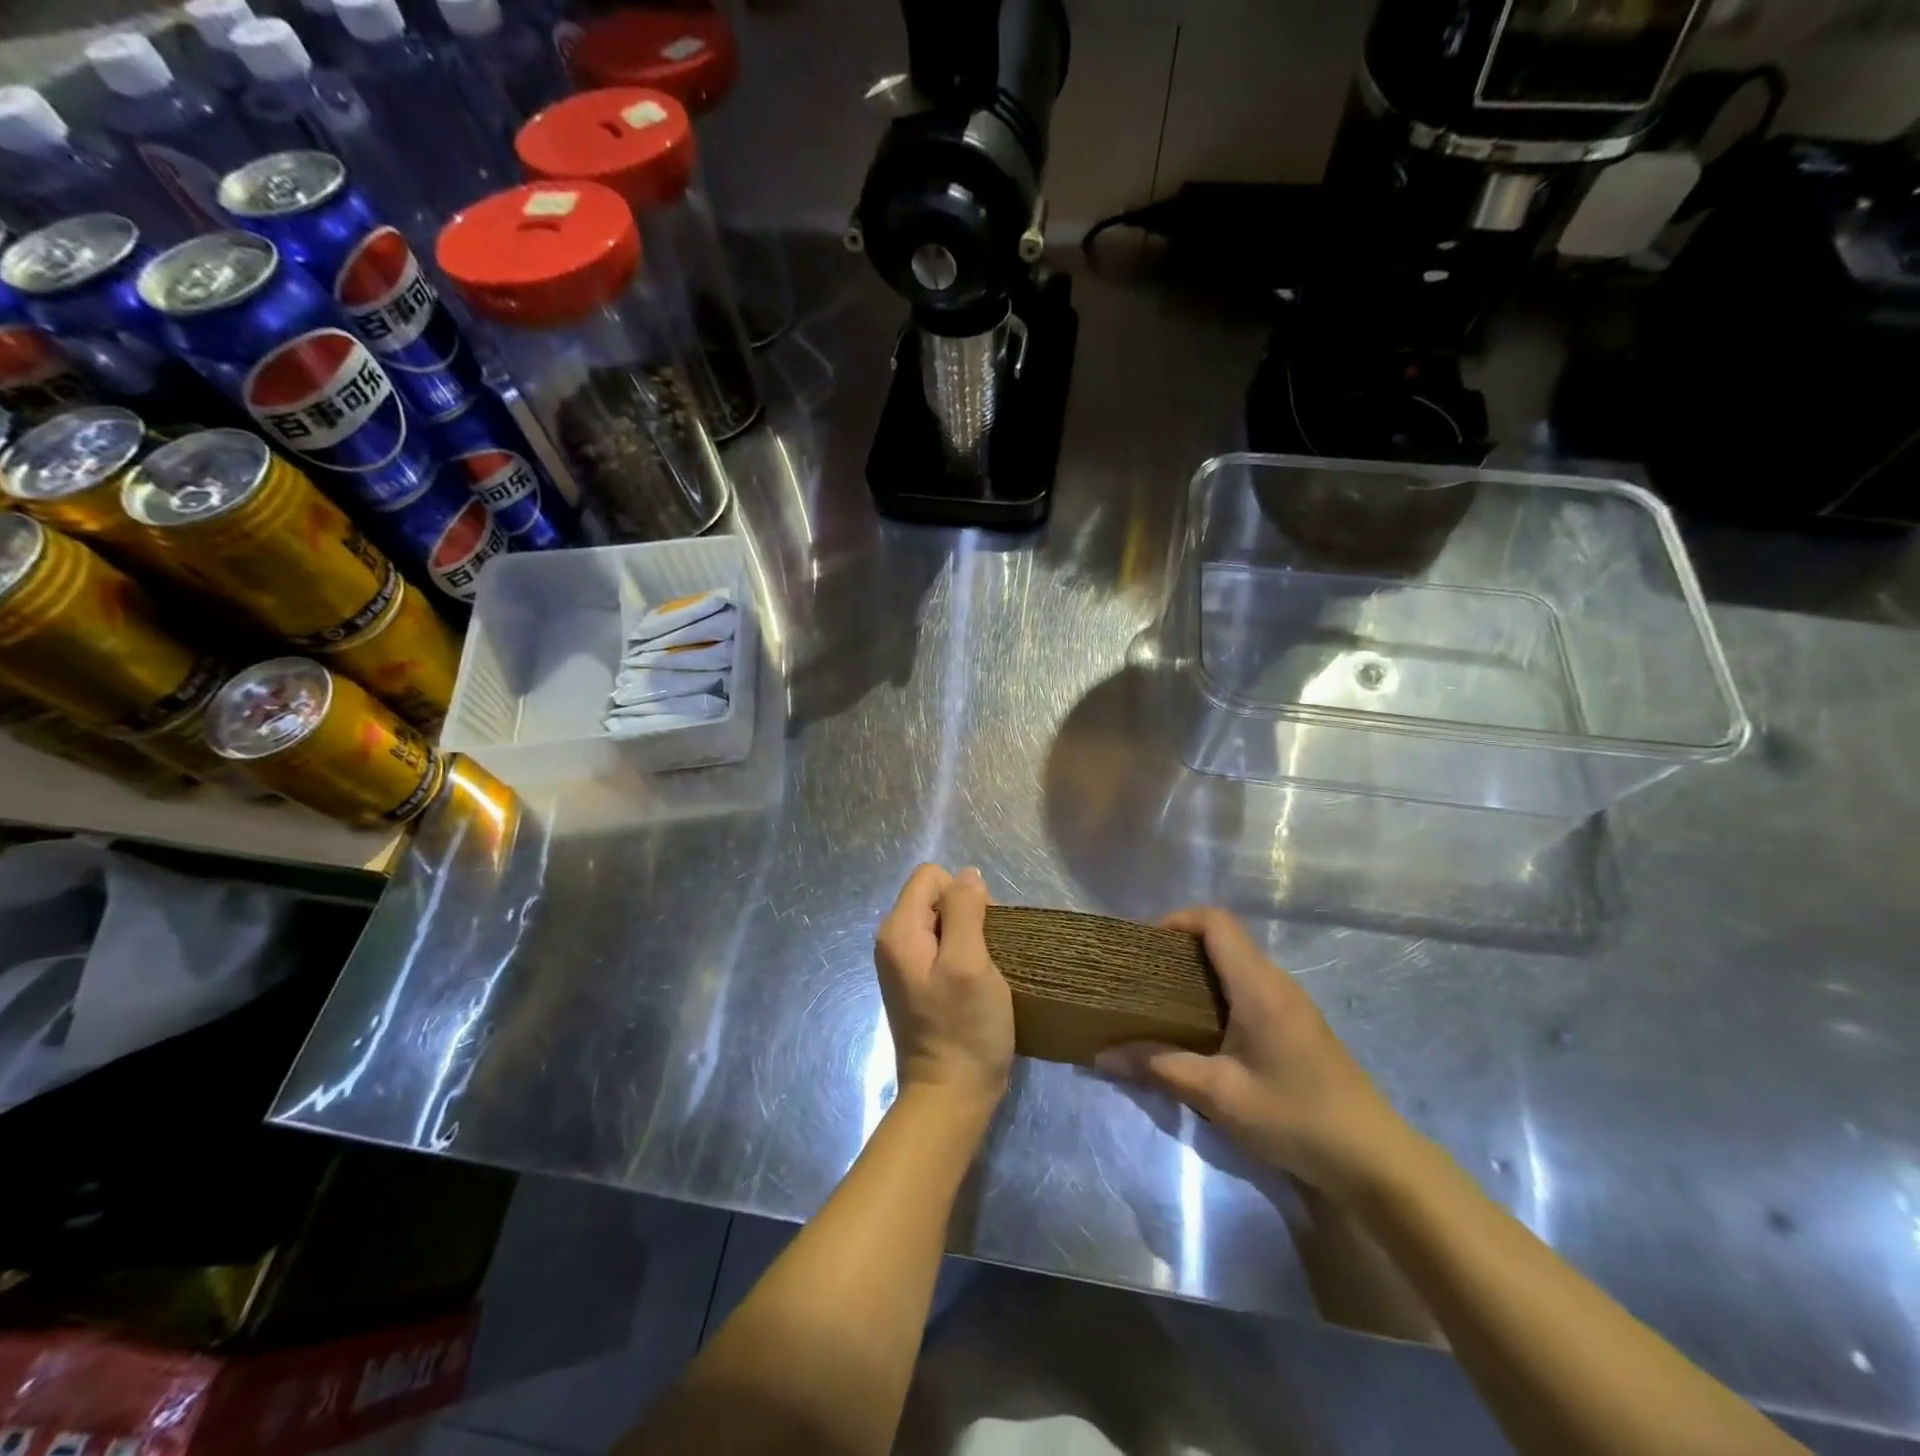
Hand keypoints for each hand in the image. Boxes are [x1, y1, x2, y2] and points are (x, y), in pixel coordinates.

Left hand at [874, 865, 1015, 1110]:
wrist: (950, 1097)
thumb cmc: (964, 1028)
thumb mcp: (969, 962)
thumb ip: (965, 911)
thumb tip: (967, 875)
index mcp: (898, 930)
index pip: (931, 876)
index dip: (962, 894)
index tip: (981, 932)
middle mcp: (893, 941)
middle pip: (935, 897)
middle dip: (967, 915)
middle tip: (986, 956)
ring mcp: (904, 964)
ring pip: (942, 923)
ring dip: (969, 938)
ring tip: (984, 972)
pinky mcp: (918, 983)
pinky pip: (942, 948)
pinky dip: (963, 957)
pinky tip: (975, 985)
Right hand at [1097, 907, 1405, 1195]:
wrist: (1374, 1161)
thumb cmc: (1294, 1117)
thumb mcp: (1219, 1095)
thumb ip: (1159, 1067)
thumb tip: (1101, 1056)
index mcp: (1258, 985)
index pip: (1215, 921)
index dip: (1176, 920)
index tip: (1143, 947)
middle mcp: (1276, 982)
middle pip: (1222, 939)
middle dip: (1178, 950)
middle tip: (1141, 979)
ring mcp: (1291, 1003)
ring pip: (1235, 966)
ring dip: (1197, 975)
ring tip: (1161, 1004)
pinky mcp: (1297, 1026)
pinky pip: (1249, 989)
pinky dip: (1217, 995)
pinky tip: (1200, 1033)